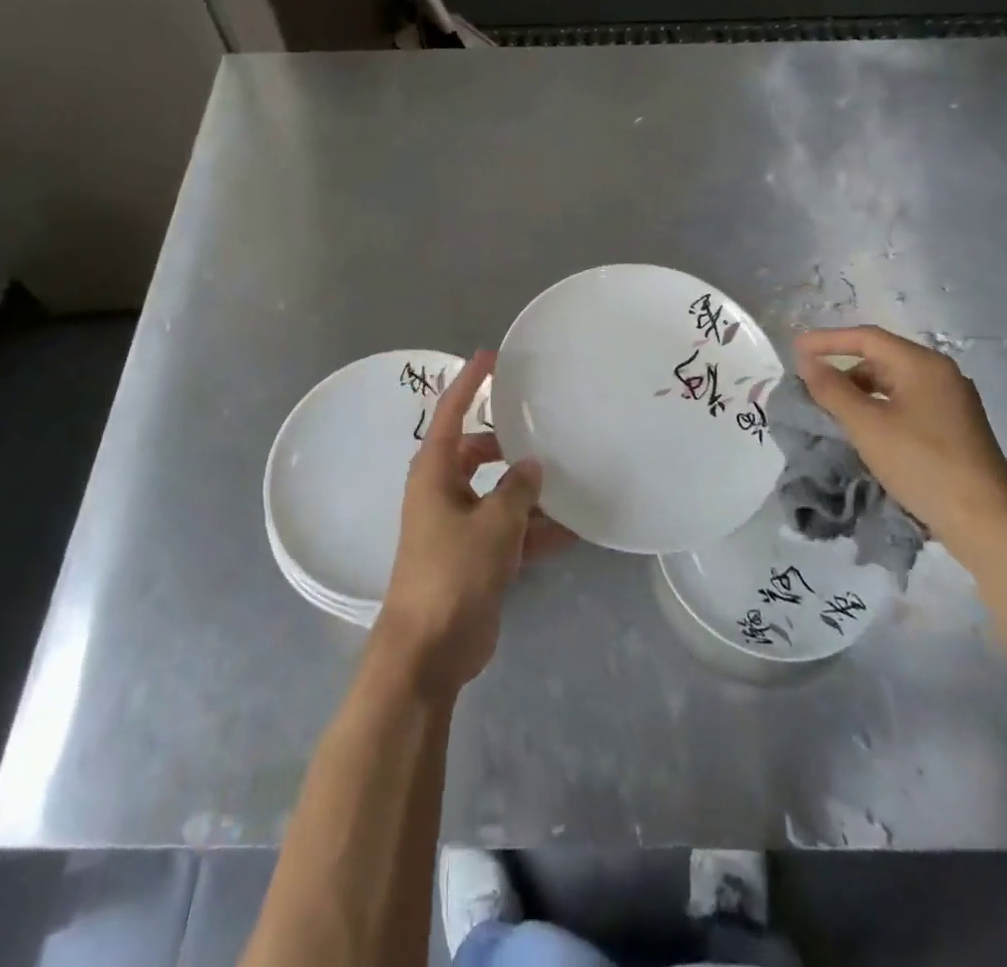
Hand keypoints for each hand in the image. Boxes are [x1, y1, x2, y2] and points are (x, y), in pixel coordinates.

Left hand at [375, 351, 572, 697]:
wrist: (431, 649)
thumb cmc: (453, 572)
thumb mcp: (494, 525)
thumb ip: (518, 490)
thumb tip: (532, 466)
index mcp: (435, 471)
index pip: (452, 412)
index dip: (470, 382)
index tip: (493, 356)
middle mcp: (444, 490)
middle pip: (480, 452)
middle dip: (511, 443)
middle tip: (546, 426)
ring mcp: (459, 524)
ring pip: (499, 493)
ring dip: (530, 491)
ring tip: (572, 476)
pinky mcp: (475, 556)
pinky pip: (510, 530)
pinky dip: (536, 529)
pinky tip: (575, 529)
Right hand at [794, 326, 1006, 568]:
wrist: (986, 522)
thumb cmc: (922, 464)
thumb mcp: (866, 425)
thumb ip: (832, 389)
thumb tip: (807, 361)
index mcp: (923, 365)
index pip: (867, 338)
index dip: (827, 341)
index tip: (794, 350)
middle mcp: (941, 374)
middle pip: (882, 357)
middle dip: (843, 367)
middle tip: (811, 385)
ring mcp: (952, 401)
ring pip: (894, 382)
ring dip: (860, 390)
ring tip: (833, 410)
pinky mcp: (955, 426)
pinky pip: (907, 402)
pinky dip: (879, 406)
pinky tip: (865, 429)